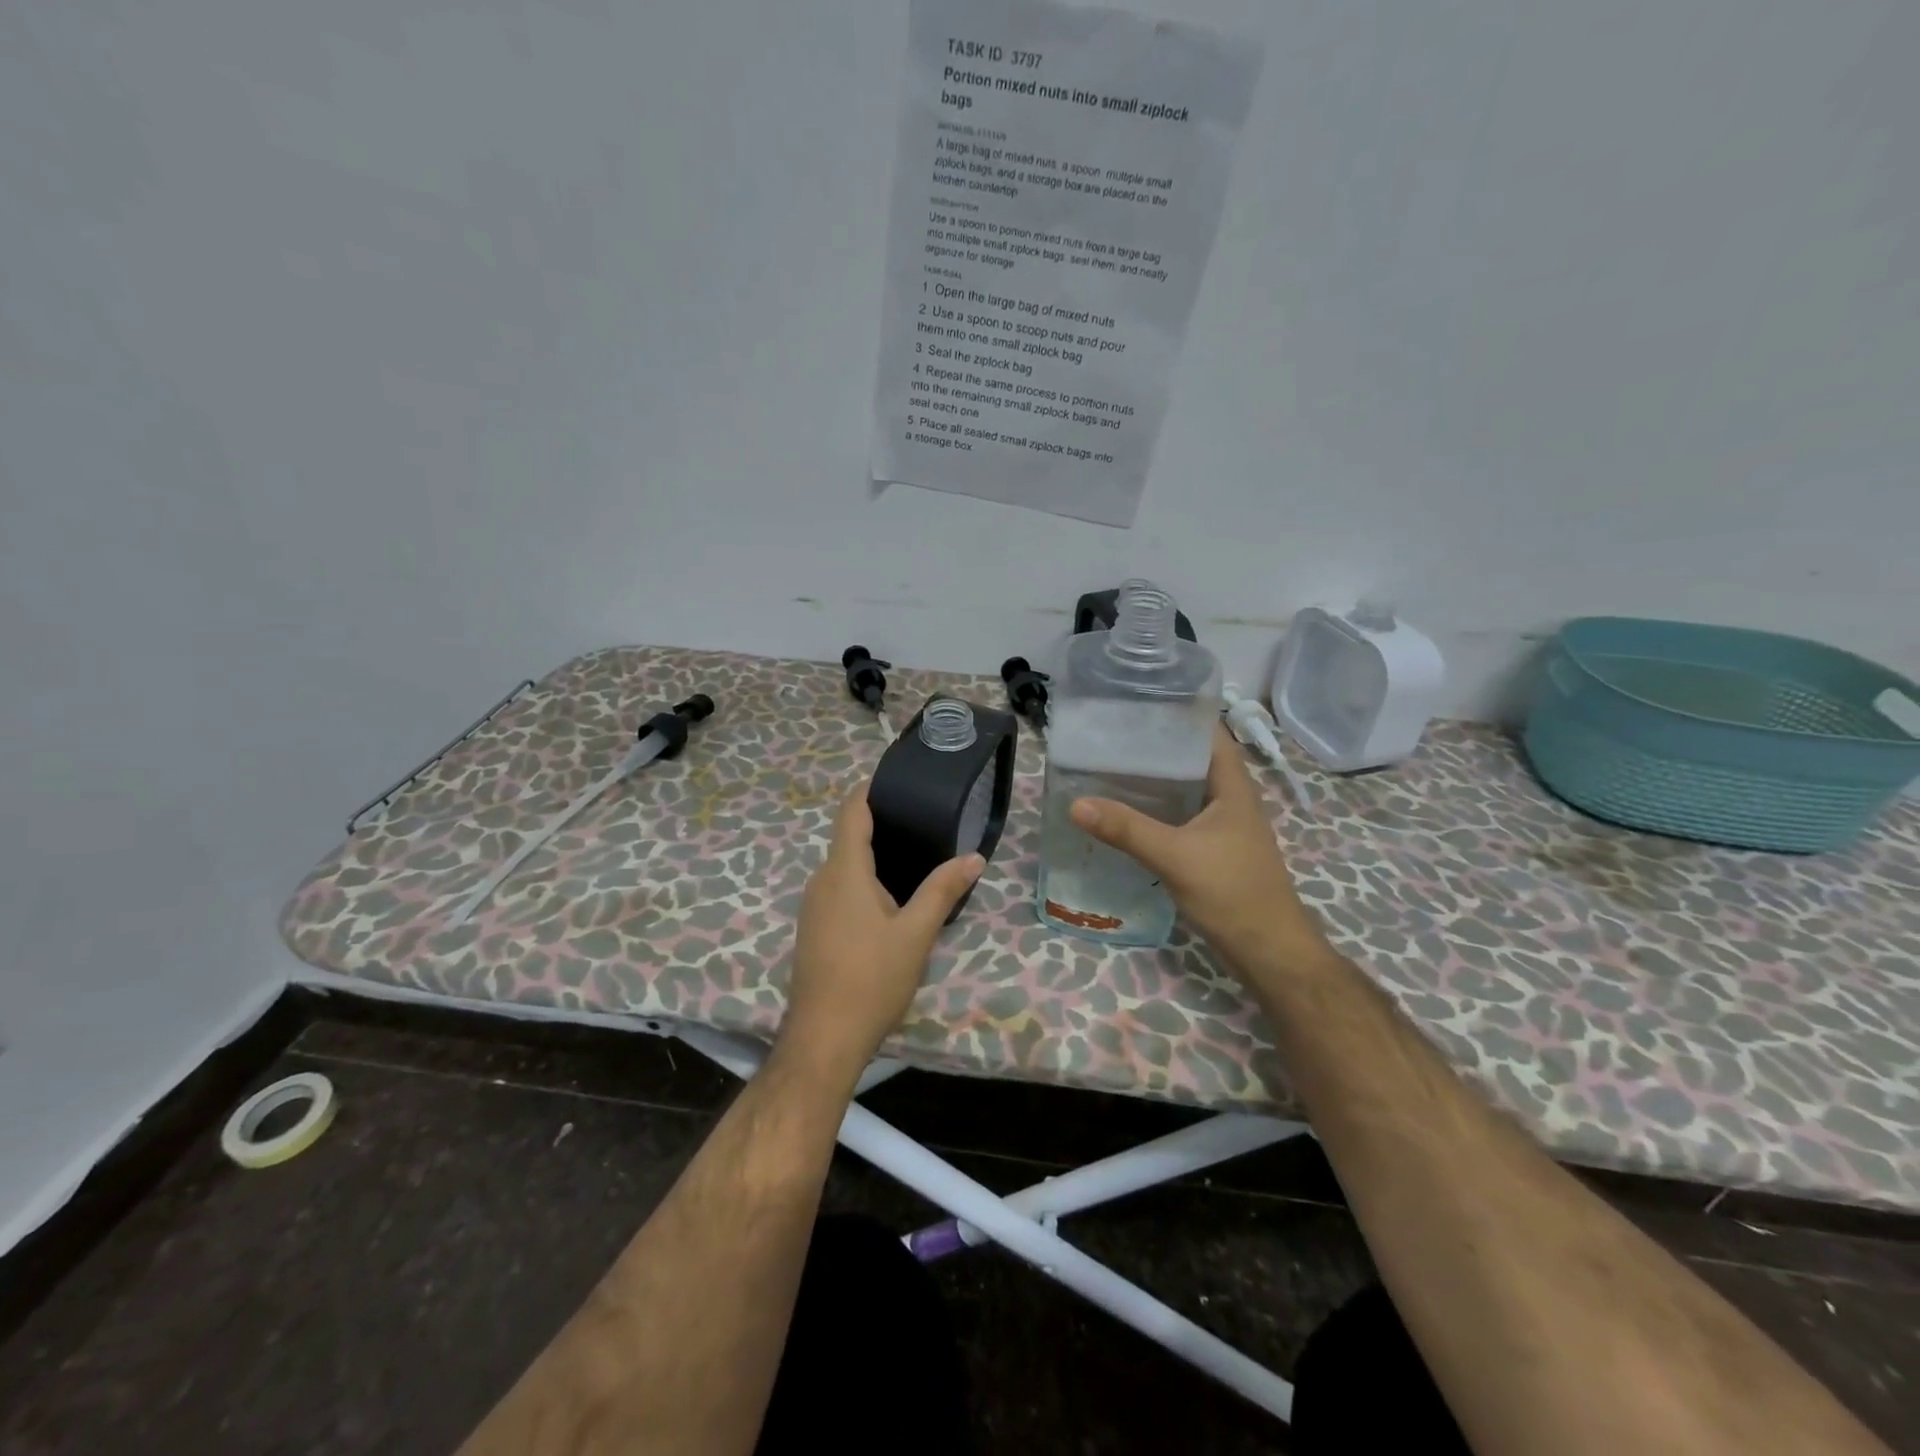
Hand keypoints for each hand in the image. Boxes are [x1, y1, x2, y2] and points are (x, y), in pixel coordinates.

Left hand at [779, 784, 984, 1080]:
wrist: (824, 1038)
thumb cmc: (871, 979)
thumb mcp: (916, 934)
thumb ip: (943, 890)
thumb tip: (974, 857)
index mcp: (844, 871)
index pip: (851, 812)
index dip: (869, 790)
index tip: (896, 779)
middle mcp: (822, 880)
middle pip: (849, 838)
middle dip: (882, 826)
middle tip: (924, 822)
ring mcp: (813, 906)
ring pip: (844, 867)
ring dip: (874, 857)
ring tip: (915, 856)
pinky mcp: (814, 929)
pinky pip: (839, 890)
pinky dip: (863, 882)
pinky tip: (890, 899)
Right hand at [1069, 724, 1333, 982]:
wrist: (1269, 951)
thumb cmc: (1232, 892)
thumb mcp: (1175, 856)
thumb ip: (1127, 829)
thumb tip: (1076, 803)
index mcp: (1232, 785)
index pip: (1207, 731)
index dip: (1177, 712)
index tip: (1135, 701)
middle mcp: (1229, 797)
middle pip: (1190, 758)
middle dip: (1152, 745)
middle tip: (1107, 735)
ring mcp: (1222, 824)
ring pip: (1183, 789)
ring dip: (1152, 780)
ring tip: (1107, 767)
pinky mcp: (1212, 848)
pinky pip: (1179, 816)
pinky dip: (1154, 809)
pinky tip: (1124, 814)